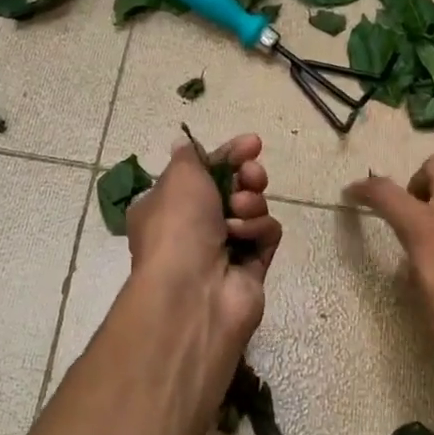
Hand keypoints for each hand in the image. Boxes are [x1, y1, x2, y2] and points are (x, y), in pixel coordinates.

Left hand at [126, 133, 280, 348]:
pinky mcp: (251, 269)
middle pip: (233, 189)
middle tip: (251, 175)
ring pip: (253, 209)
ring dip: (251, 203)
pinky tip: (245, 237)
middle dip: (247, 177)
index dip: (228, 154)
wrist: (193, 291)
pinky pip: (266, 236)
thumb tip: (186, 146)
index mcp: (167, 206)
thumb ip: (191, 157)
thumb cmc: (177, 227)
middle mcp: (193, 229)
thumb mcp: (179, 177)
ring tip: (240, 211)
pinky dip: (259, 231)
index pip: (203, 172)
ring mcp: (224, 250)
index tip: (251, 143)